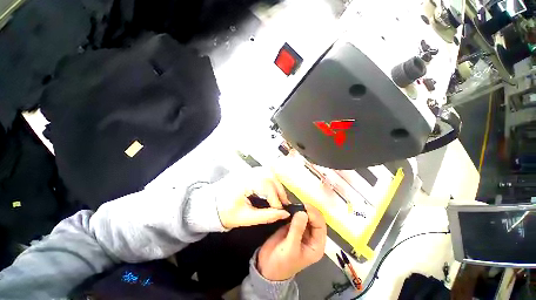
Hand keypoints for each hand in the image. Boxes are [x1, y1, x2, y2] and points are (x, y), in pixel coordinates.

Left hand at [216, 167, 290, 228]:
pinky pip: (264, 172)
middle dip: (279, 190)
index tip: (280, 209)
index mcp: (243, 183)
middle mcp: (246, 173)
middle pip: (269, 176)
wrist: (211, 205)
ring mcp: (247, 171)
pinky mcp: (248, 172)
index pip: (265, 185)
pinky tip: (274, 189)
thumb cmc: (226, 213)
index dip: (275, 197)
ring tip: (280, 197)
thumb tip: (284, 214)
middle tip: (284, 203)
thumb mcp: (245, 218)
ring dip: (277, 184)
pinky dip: (272, 180)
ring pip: (268, 172)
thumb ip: (266, 216)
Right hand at [257, 204, 326, 280]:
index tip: (305, 207)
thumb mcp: (290, 248)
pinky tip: (289, 205)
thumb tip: (303, 212)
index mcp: (316, 245)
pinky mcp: (292, 226)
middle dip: (308, 210)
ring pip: (306, 215)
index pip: (320, 226)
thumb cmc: (281, 262)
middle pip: (314, 219)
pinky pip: (296, 215)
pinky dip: (294, 210)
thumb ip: (297, 229)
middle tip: (298, 204)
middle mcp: (311, 236)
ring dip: (301, 208)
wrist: (266, 267)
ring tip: (294, 203)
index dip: (314, 215)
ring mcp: (302, 230)